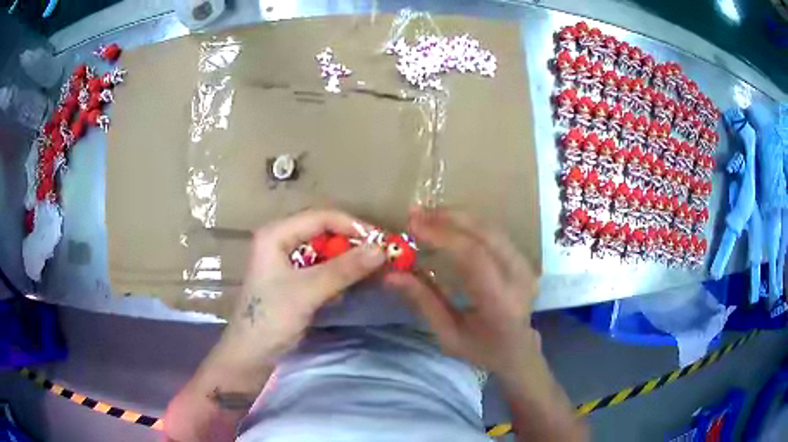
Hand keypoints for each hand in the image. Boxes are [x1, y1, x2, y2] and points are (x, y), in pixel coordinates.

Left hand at [220, 209, 385, 367]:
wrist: (252, 354)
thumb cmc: (270, 318)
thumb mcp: (307, 292)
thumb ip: (343, 269)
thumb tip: (381, 249)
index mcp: (276, 234)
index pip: (321, 218)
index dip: (353, 226)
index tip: (381, 242)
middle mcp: (281, 240)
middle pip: (324, 232)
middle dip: (353, 244)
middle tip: (381, 257)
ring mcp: (288, 261)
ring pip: (326, 251)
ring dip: (349, 261)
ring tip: (374, 271)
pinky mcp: (295, 279)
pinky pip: (323, 268)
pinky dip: (340, 275)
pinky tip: (353, 286)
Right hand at [385, 208, 540, 374]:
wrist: (518, 351)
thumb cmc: (481, 350)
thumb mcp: (448, 335)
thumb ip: (423, 302)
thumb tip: (390, 275)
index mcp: (500, 303)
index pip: (474, 258)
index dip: (443, 236)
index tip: (412, 225)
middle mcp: (519, 279)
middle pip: (485, 234)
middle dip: (448, 219)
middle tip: (416, 213)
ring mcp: (526, 266)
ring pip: (491, 228)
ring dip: (458, 217)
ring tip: (427, 215)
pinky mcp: (524, 259)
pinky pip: (495, 233)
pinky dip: (469, 224)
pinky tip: (448, 223)